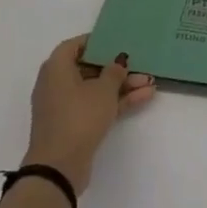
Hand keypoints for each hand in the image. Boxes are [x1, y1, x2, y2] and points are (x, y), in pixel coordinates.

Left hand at [25, 35, 154, 194]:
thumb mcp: (103, 89)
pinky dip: (115, 102)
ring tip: (150, 83)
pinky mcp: (72, 125)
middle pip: (88, 68)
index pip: (74, 45)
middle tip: (140, 65)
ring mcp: (64, 106)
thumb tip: (117, 63)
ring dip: (121, 86)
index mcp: (56, 68)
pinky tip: (143, 98)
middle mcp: (56, 84)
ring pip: (95, 89)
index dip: (95, 42)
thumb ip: (114, 71)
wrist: (59, 166)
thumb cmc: (79, 116)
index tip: (116, 41)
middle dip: (116, 68)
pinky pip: (95, 106)